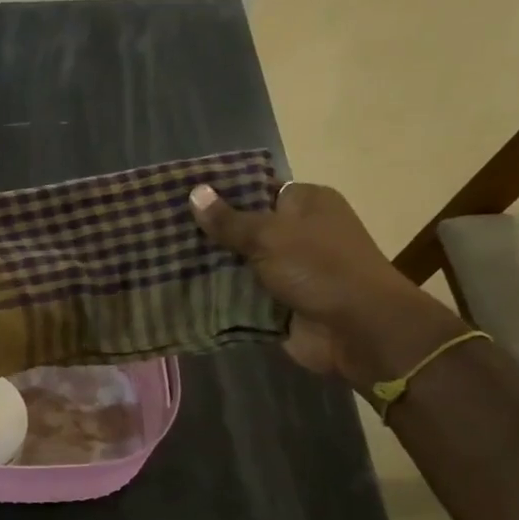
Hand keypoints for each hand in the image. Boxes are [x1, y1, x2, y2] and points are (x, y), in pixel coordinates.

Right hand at [189, 181, 462, 388]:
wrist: (357, 329)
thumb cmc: (319, 269)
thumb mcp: (270, 236)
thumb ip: (229, 219)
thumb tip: (194, 191)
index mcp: (307, 203)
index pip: (256, 189)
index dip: (220, 194)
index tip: (180, 199)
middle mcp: (299, 233)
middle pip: (245, 228)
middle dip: (209, 234)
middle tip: (162, 231)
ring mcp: (289, 270)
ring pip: (239, 264)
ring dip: (210, 268)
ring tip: (162, 259)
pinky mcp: (279, 303)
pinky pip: (241, 295)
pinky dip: (219, 296)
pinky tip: (180, 290)